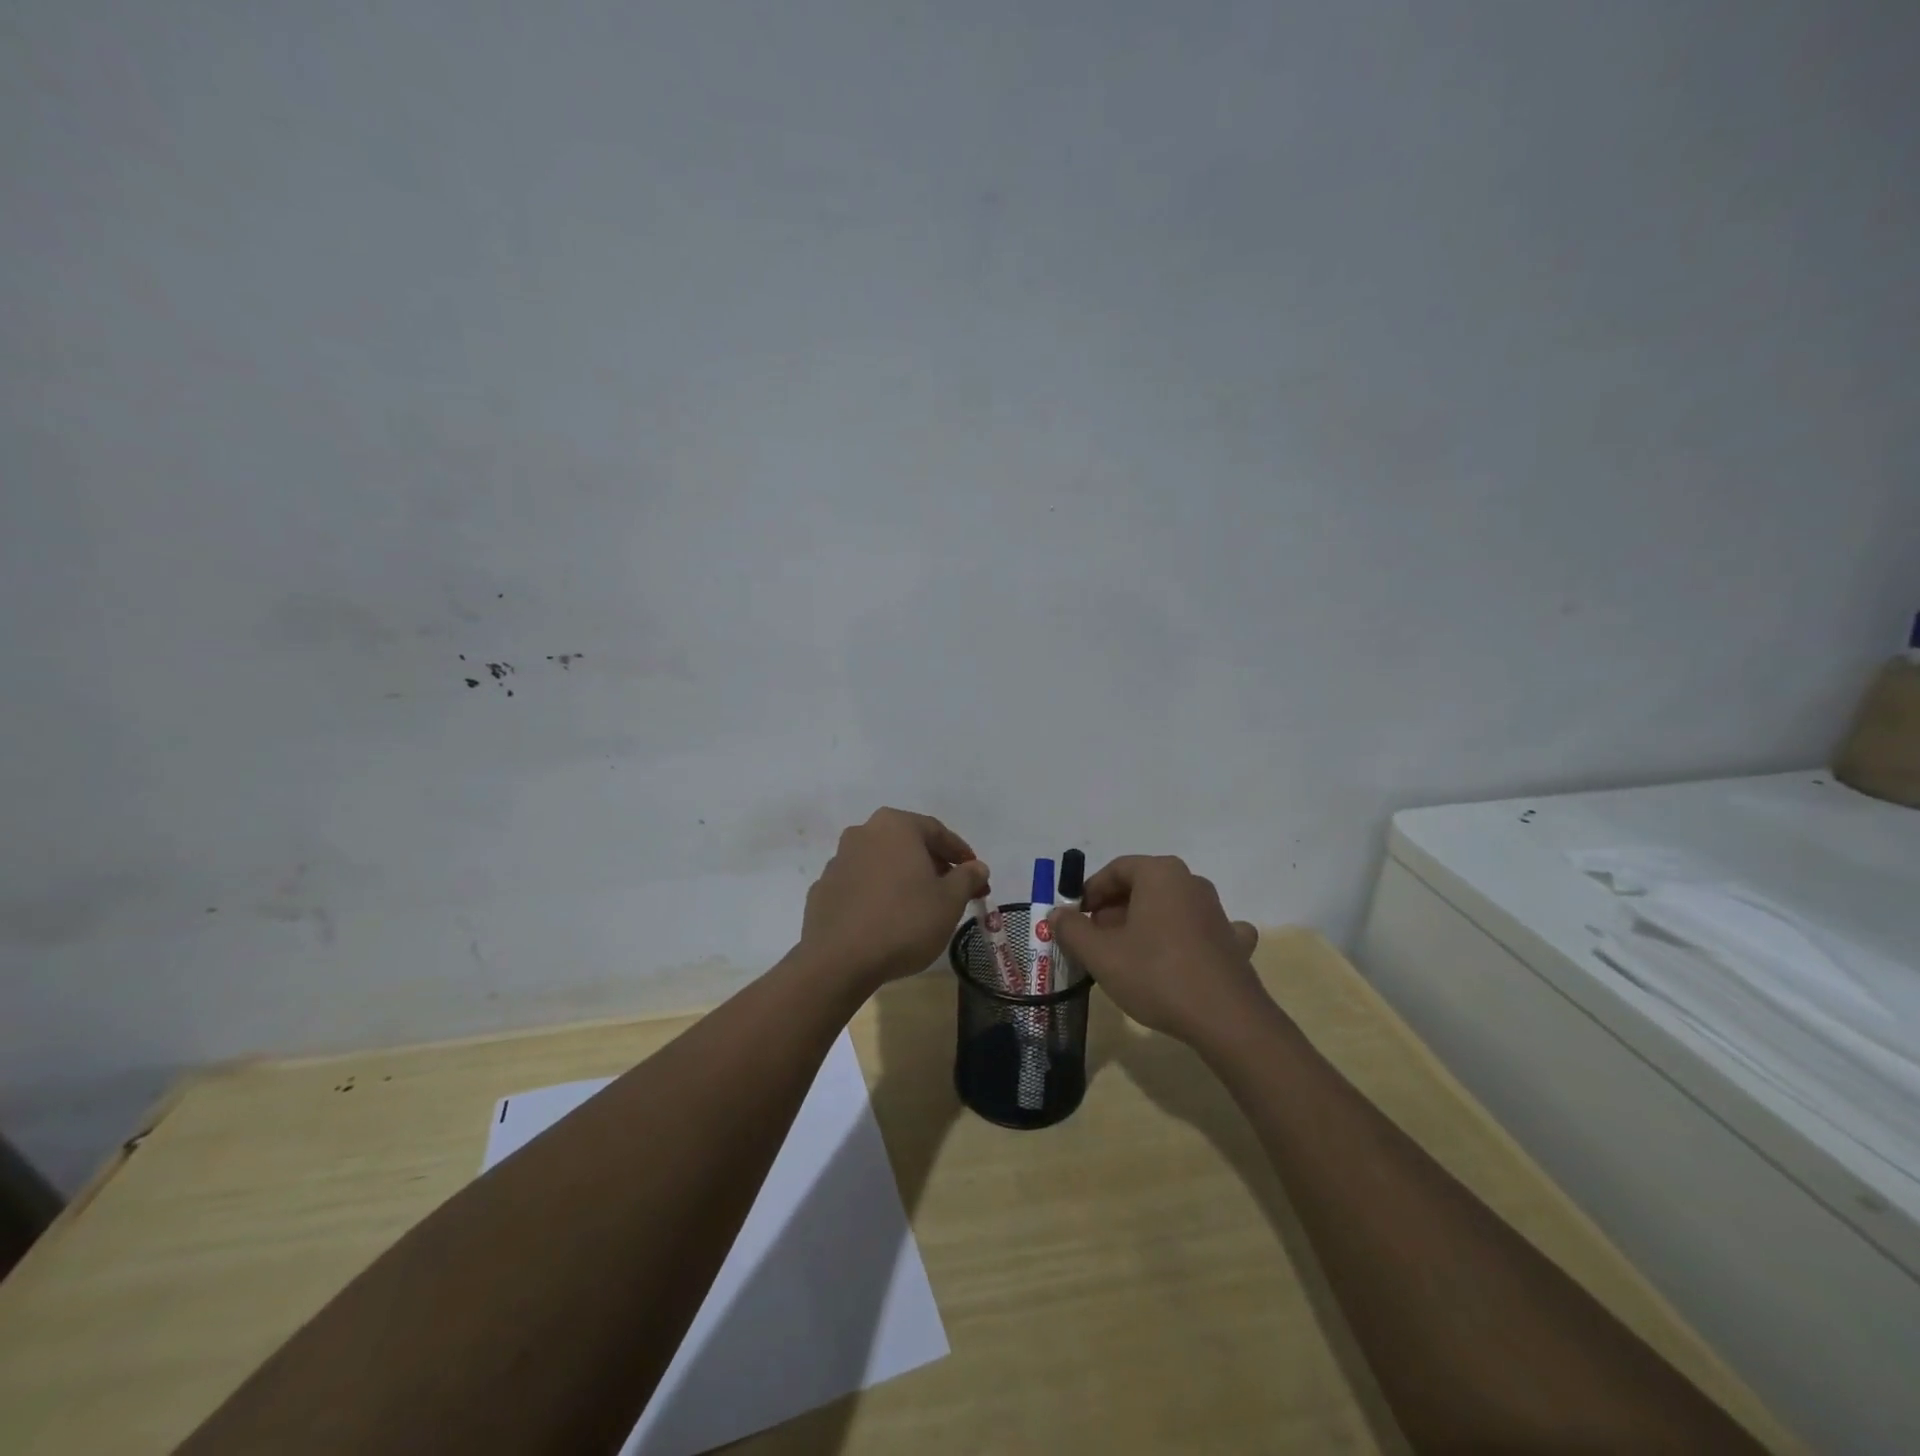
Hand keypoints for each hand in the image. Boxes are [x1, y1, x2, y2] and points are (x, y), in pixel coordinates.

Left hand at [798, 808, 989, 997]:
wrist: (839, 960)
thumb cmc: (904, 921)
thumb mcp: (949, 901)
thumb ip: (967, 878)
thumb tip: (977, 867)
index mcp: (895, 826)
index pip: (937, 831)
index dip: (960, 853)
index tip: (976, 875)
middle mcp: (863, 833)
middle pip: (907, 844)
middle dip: (932, 864)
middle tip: (951, 890)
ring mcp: (838, 860)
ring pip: (881, 863)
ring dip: (902, 878)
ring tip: (919, 906)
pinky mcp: (822, 889)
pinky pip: (860, 885)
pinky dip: (877, 895)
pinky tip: (886, 919)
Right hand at [1048, 855, 1263, 1046]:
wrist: (1226, 1019)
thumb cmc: (1156, 975)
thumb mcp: (1101, 954)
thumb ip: (1072, 929)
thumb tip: (1057, 914)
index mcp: (1160, 874)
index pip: (1116, 870)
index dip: (1090, 893)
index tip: (1075, 919)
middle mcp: (1191, 882)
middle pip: (1142, 887)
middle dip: (1114, 910)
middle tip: (1095, 941)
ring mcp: (1217, 911)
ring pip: (1170, 908)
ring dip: (1145, 925)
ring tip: (1127, 955)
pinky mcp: (1233, 941)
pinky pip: (1201, 930)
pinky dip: (1184, 939)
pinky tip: (1180, 958)